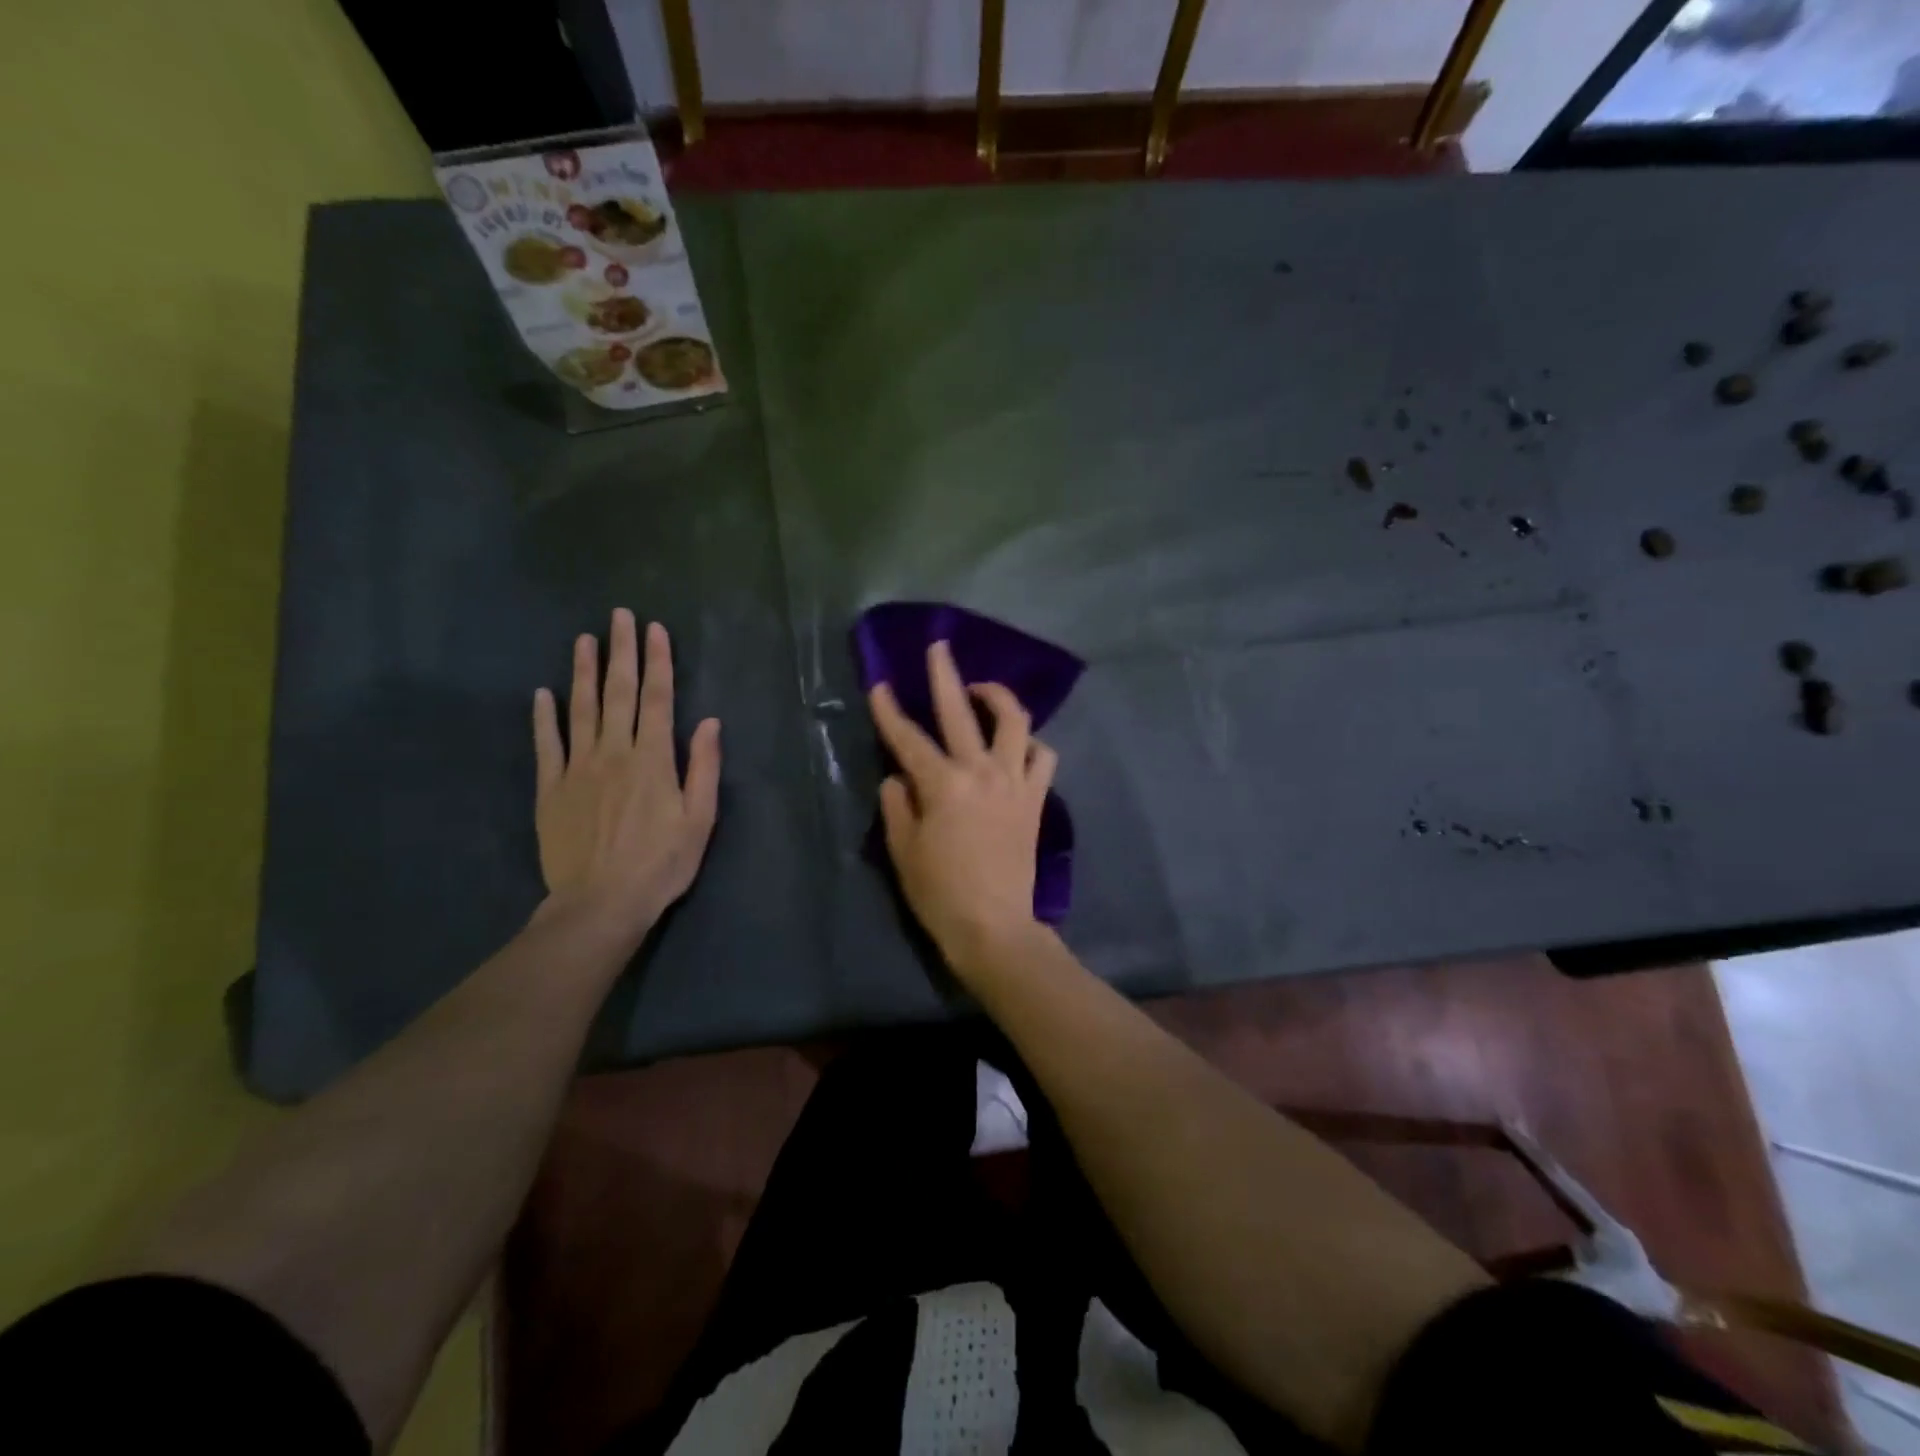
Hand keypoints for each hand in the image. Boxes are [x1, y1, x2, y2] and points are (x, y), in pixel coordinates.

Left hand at [533, 609, 720, 947]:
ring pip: (580, 710)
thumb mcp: (700, 820)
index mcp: (653, 759)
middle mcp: (614, 753)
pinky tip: (542, 694)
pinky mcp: (550, 789)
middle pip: (618, 693)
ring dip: (583, 672)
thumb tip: (708, 722)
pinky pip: (546, 745)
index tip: (655, 629)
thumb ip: (703, 768)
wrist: (601, 903)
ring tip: (584, 639)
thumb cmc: (662, 864)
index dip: (658, 662)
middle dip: (621, 652)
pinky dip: (543, 717)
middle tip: (619, 616)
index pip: (657, 699)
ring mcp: (577, 769)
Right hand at [869, 640, 1057, 978]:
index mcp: (942, 785)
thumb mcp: (903, 850)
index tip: (880, 685)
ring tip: (982, 691)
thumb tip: (899, 777)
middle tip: (939, 647)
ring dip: (997, 698)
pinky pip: (1042, 757)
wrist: (994, 926)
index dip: (890, 710)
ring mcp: (1014, 782)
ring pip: (1014, 722)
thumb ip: (898, 805)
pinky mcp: (1035, 799)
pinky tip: (1017, 744)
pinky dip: (1030, 743)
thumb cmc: (940, 893)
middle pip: (960, 711)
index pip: (908, 738)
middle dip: (945, 674)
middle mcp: (981, 772)